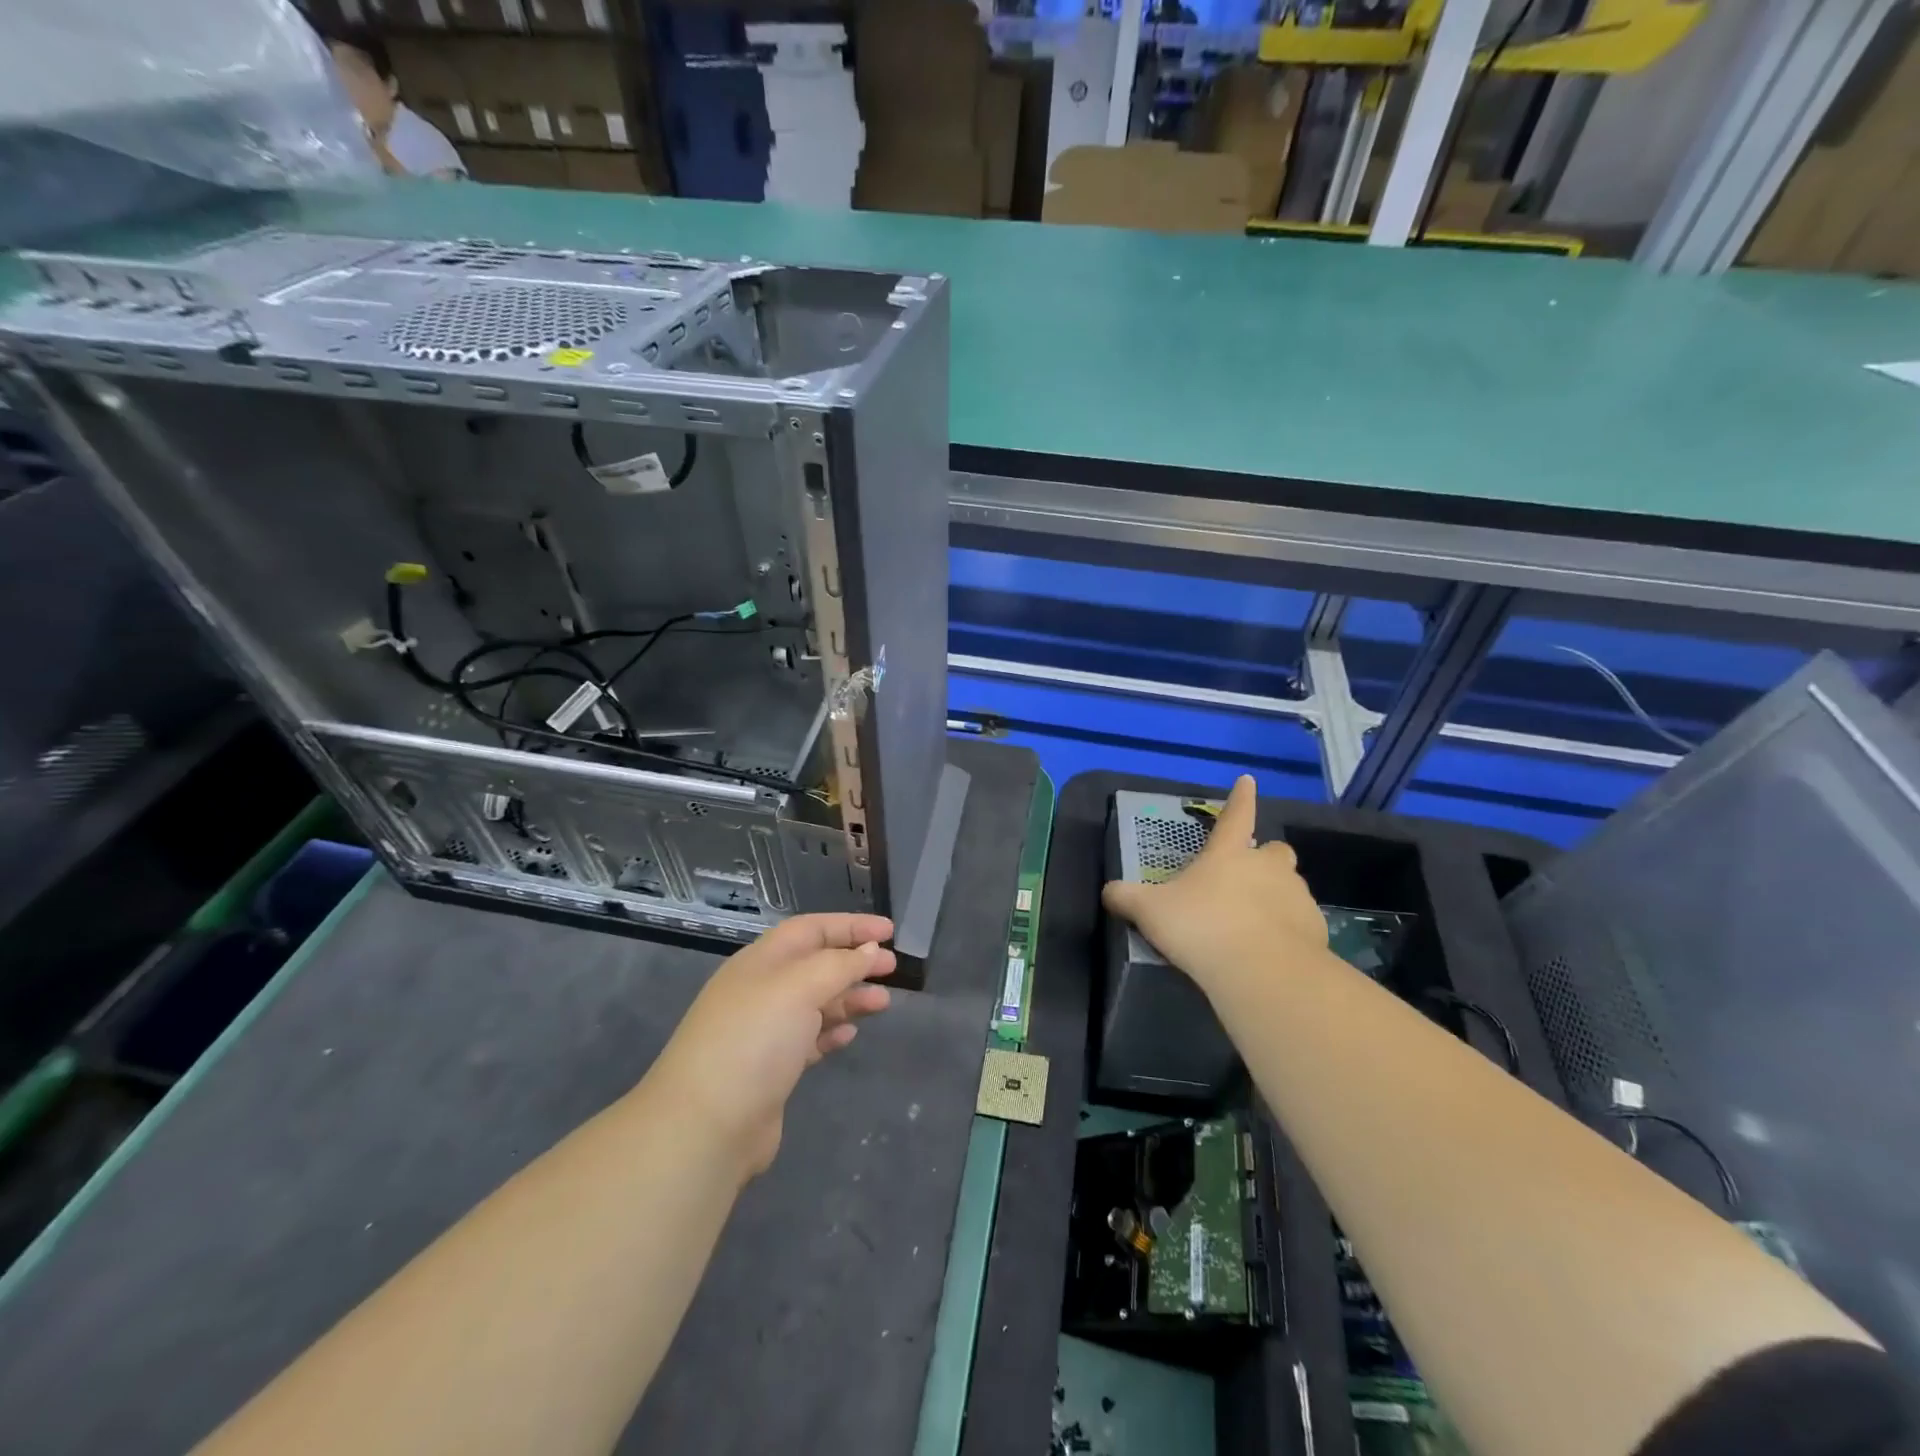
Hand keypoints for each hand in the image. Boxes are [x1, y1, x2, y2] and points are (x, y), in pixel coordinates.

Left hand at [643, 914, 895, 1180]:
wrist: (706, 1126)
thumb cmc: (754, 1041)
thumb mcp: (799, 988)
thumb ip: (839, 965)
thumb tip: (869, 951)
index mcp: (762, 961)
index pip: (812, 929)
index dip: (851, 926)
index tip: (890, 932)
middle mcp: (762, 989)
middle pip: (816, 964)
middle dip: (855, 961)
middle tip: (893, 968)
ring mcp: (764, 1031)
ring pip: (816, 1002)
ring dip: (851, 997)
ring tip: (884, 1002)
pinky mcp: (771, 1069)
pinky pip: (809, 1037)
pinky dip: (832, 1030)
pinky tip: (851, 1033)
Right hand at [1102, 775, 1325, 997]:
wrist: (1263, 972)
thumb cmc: (1202, 927)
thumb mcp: (1150, 911)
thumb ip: (1127, 898)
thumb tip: (1108, 891)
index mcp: (1229, 854)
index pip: (1236, 815)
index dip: (1240, 798)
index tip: (1248, 780)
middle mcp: (1268, 867)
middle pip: (1273, 851)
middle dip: (1263, 860)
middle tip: (1243, 880)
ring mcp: (1296, 896)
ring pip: (1289, 887)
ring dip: (1274, 897)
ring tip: (1252, 924)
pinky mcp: (1315, 929)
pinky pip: (1301, 922)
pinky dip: (1288, 930)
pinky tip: (1270, 951)